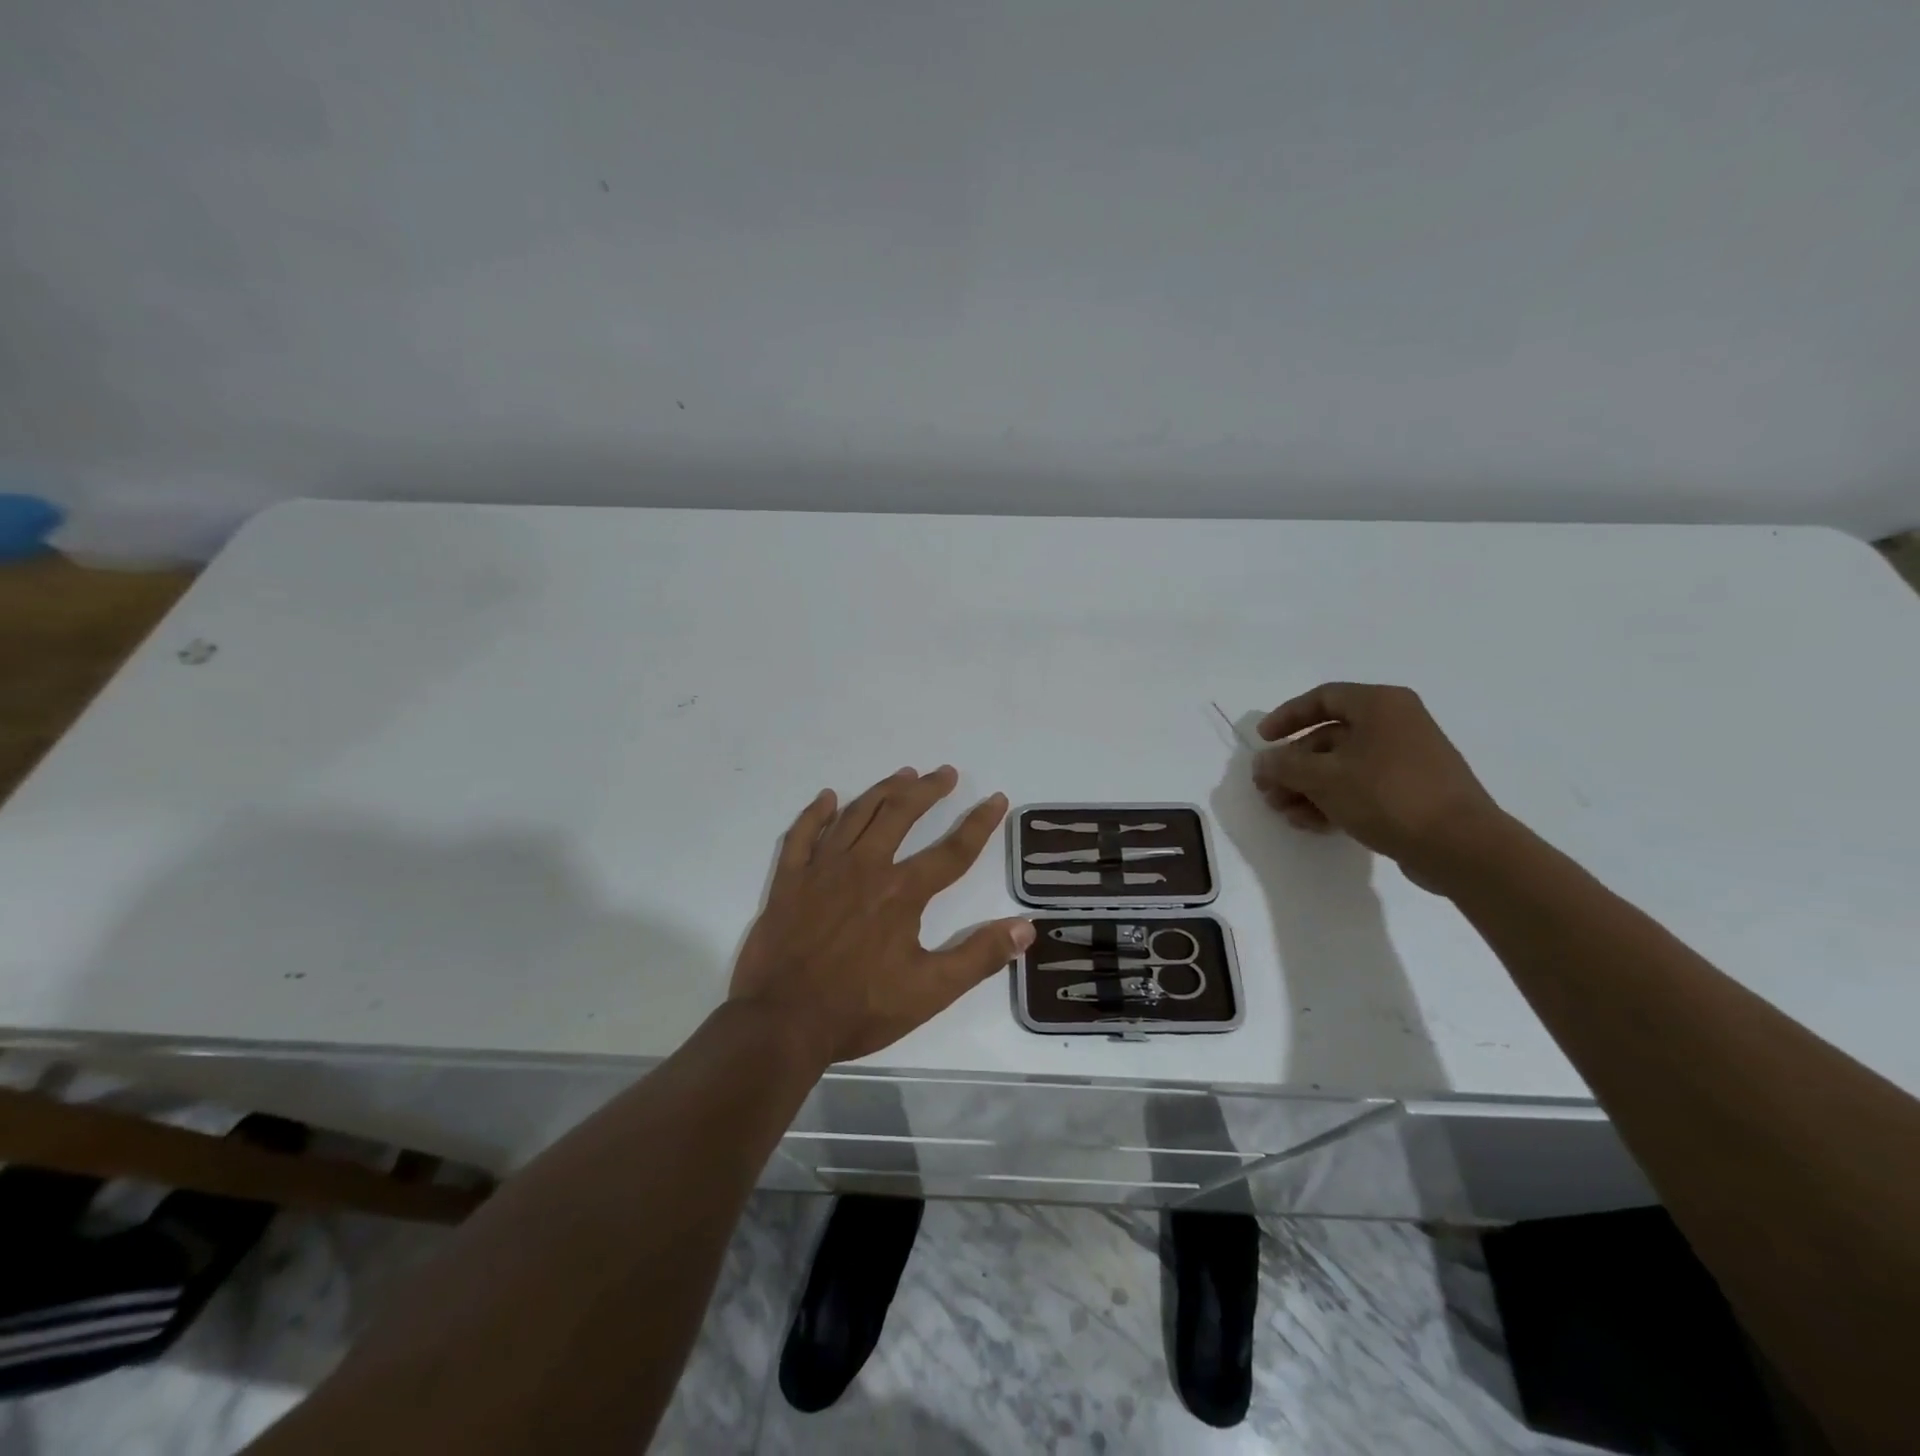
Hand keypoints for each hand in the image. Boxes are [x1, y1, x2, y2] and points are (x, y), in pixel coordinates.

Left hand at [728, 766, 1033, 1065]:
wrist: (782, 1023)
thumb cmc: (859, 1009)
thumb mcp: (930, 992)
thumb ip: (979, 957)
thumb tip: (1026, 927)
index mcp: (901, 893)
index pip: (952, 851)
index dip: (979, 823)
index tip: (996, 799)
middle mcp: (864, 868)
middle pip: (901, 815)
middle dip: (927, 790)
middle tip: (945, 773)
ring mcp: (822, 870)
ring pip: (856, 815)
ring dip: (882, 791)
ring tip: (903, 774)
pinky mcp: (789, 881)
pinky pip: (802, 835)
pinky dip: (815, 813)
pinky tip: (827, 797)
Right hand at [1250, 683, 1511, 891]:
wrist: (1460, 846)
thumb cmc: (1387, 795)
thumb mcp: (1323, 778)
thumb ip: (1284, 766)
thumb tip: (1263, 762)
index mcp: (1379, 705)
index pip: (1322, 698)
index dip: (1286, 717)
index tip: (1262, 740)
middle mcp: (1395, 724)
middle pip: (1328, 737)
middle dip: (1292, 766)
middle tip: (1268, 790)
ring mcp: (1406, 759)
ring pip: (1342, 766)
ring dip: (1307, 788)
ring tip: (1285, 813)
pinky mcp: (1411, 791)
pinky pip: (1362, 787)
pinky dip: (1333, 801)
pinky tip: (1311, 823)